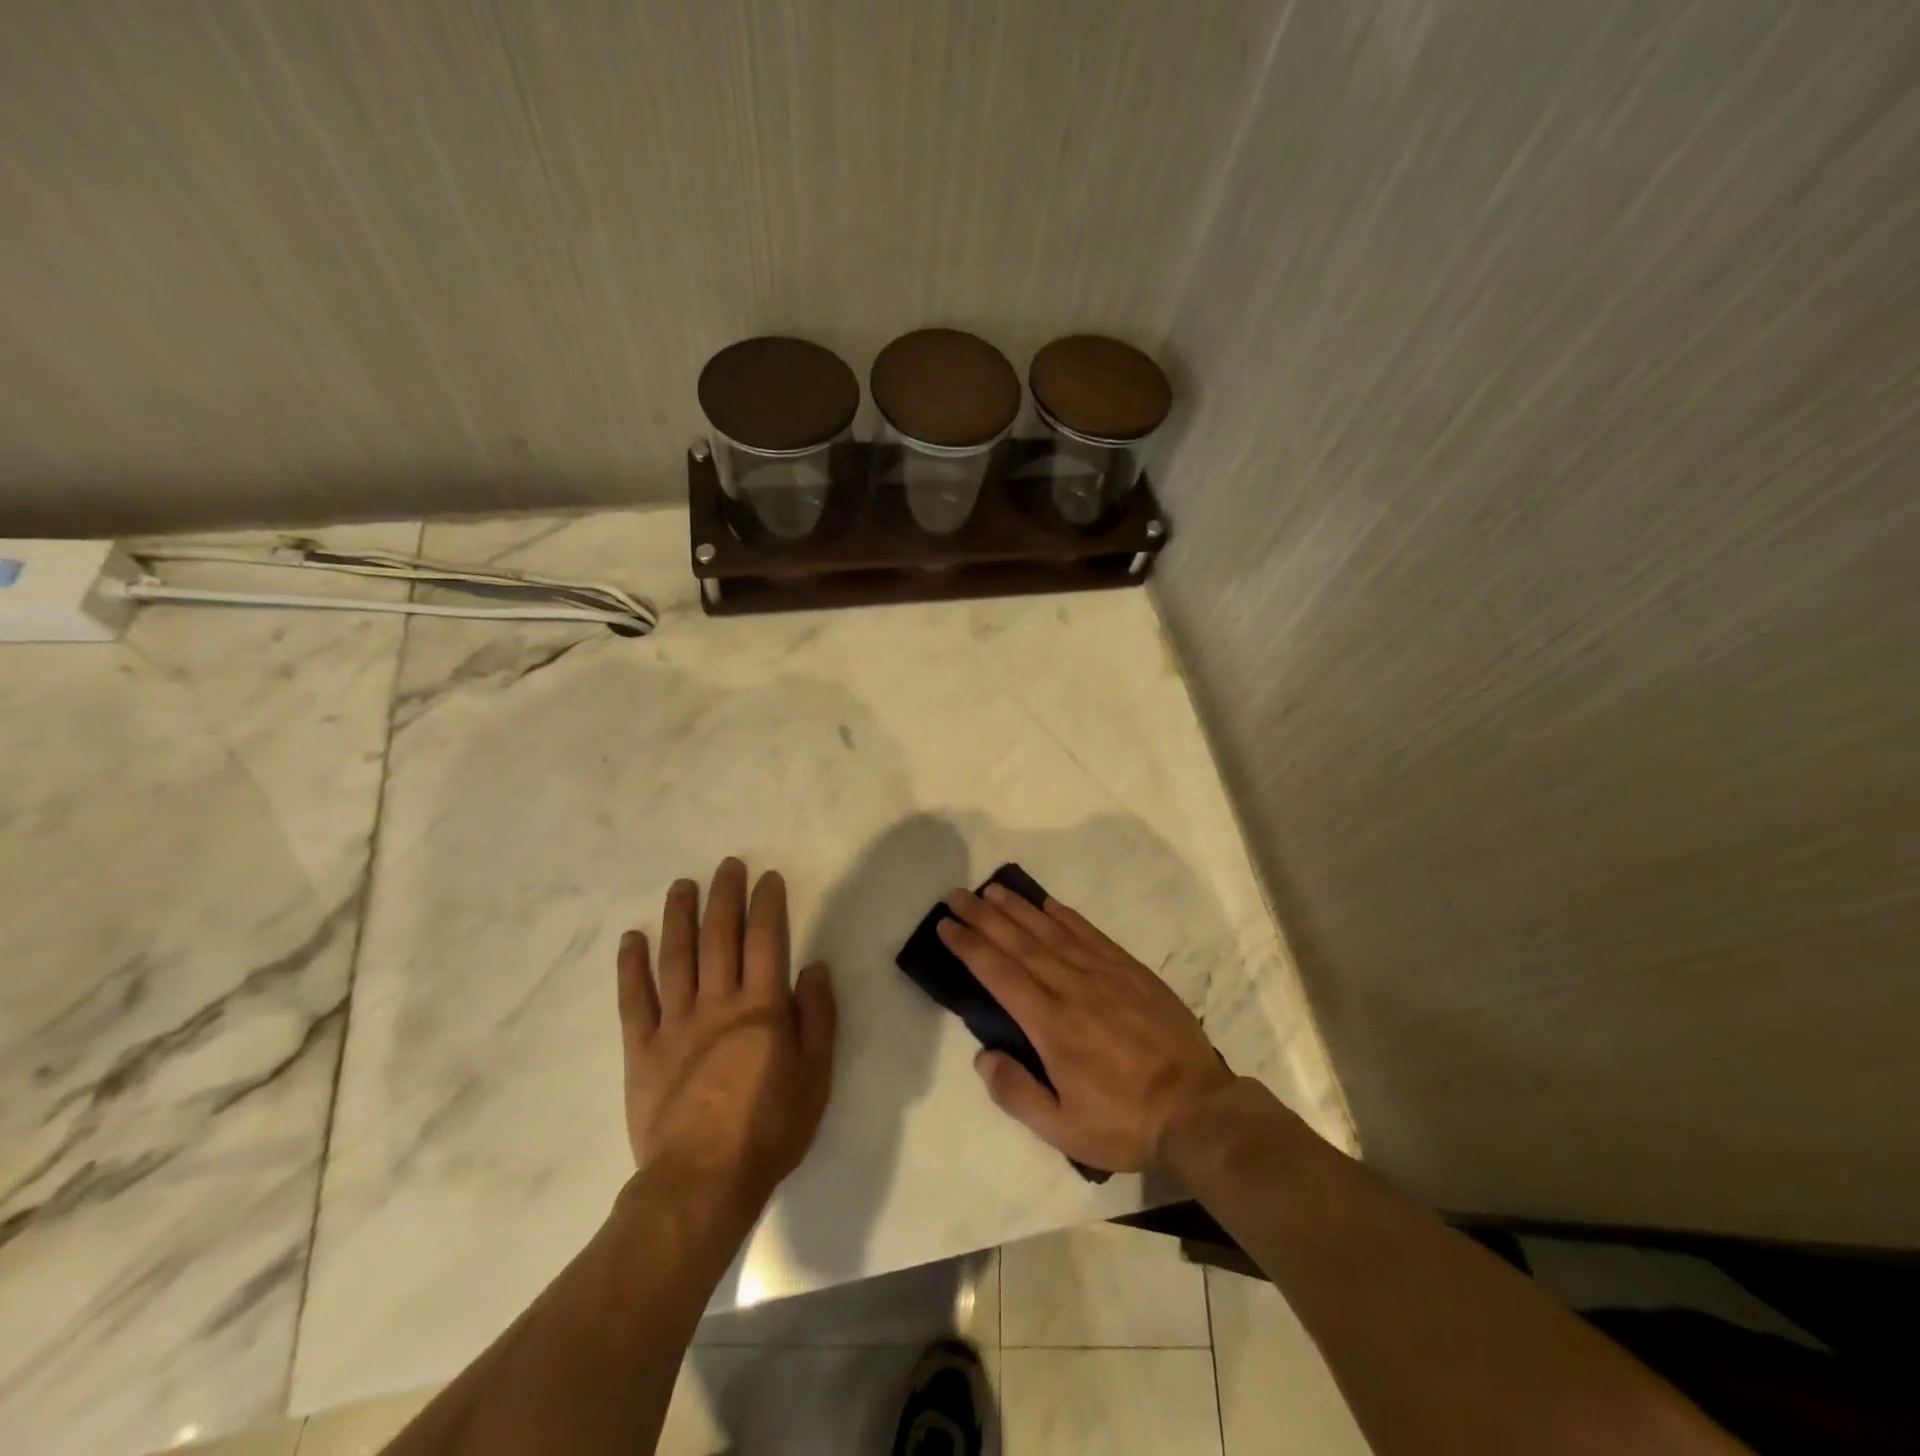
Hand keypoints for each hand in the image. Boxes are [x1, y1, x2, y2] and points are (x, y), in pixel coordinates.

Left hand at [618, 859, 836, 1211]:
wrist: (702, 1182)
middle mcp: (718, 1004)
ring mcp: (675, 1024)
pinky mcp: (642, 1049)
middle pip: (720, 937)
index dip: (767, 905)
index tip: (767, 877)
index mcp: (762, 1008)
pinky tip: (632, 938)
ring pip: (676, 957)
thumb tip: (815, 967)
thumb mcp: (815, 1076)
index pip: (766, 940)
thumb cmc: (769, 1129)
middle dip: (724, 897)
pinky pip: (634, 1000)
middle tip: (727, 866)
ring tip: (682, 886)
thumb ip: (818, 1018)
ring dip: (679, 917)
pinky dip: (631, 966)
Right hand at [937, 885, 1234, 1172]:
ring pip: (1052, 932)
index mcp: (1051, 1025)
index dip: (969, 947)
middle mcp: (1072, 988)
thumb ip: (1016, 1092)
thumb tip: (982, 1055)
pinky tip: (1048, 904)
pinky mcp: (1131, 970)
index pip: (999, 974)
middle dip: (984, 917)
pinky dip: (1066, 916)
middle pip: (1020, 943)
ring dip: (1019, 909)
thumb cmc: (1124, 1122)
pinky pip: (1091, 934)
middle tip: (958, 896)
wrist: (1196, 1109)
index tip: (946, 926)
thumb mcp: (1062, 1129)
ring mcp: (1104, 974)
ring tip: (993, 890)